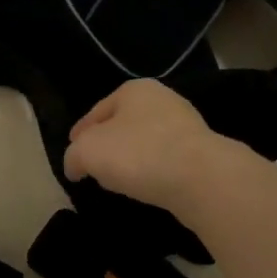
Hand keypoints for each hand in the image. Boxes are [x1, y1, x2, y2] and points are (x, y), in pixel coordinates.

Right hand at [64, 80, 245, 214]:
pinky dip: (154, 171)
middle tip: (95, 168)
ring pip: (146, 142)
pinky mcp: (203, 152)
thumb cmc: (139, 154)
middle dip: (108, 144)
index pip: (96, 112)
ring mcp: (186, 124)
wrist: (202, 178)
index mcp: (133, 89)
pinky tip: (148, 187)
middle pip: (122, 124)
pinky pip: (167, 160)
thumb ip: (73, 156)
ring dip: (133, 159)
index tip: (73, 154)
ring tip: (120, 182)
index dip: (80, 133)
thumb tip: (74, 166)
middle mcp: (161, 99)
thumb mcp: (88, 152)